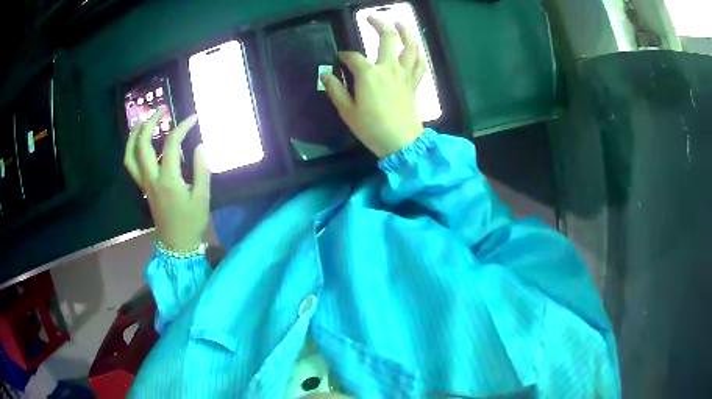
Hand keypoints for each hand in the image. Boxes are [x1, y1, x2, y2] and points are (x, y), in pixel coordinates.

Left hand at [123, 109, 210, 251]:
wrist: (176, 244)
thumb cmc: (191, 222)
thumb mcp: (203, 197)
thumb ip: (201, 170)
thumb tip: (199, 146)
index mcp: (168, 180)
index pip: (171, 144)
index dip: (182, 127)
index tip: (193, 118)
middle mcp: (151, 179)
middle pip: (143, 144)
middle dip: (150, 122)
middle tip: (162, 109)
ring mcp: (144, 184)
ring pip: (131, 155)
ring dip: (135, 134)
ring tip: (144, 120)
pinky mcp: (143, 188)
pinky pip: (131, 165)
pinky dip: (132, 149)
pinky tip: (141, 141)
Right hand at [321, 17, 426, 157]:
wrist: (401, 142)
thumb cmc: (371, 128)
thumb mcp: (347, 111)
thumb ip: (335, 90)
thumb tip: (325, 74)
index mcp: (368, 74)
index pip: (353, 57)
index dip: (344, 56)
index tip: (340, 58)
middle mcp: (388, 68)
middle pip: (387, 38)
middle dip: (379, 25)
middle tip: (371, 18)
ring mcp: (404, 74)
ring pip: (410, 47)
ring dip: (406, 32)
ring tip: (399, 24)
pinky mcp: (414, 83)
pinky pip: (420, 64)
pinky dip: (418, 54)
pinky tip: (414, 48)